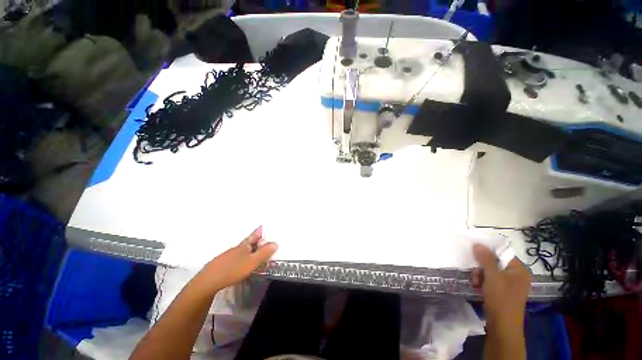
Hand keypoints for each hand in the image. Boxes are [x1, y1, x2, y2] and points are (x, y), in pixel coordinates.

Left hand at [201, 226, 277, 291]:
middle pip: (247, 242)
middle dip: (255, 240)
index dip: (259, 231)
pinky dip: (241, 258)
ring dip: (248, 250)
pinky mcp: (221, 264)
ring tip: (254, 253)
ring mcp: (227, 256)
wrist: (208, 282)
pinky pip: (235, 258)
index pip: (254, 235)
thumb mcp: (252, 262)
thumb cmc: (233, 270)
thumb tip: (276, 243)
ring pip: (241, 250)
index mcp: (244, 246)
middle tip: (262, 240)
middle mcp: (236, 248)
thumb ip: (264, 253)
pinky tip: (241, 265)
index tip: (262, 225)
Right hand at [471, 244, 530, 326]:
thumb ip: (485, 258)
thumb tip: (478, 244)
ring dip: (480, 276)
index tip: (475, 253)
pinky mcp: (503, 293)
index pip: (503, 254)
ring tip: (475, 284)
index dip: (488, 252)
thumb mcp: (492, 276)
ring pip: (490, 273)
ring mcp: (510, 285)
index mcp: (519, 270)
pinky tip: (477, 288)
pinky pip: (490, 282)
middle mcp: (516, 276)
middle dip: (482, 268)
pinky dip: (482, 283)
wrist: (502, 325)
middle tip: (475, 274)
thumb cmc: (501, 297)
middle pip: (495, 263)